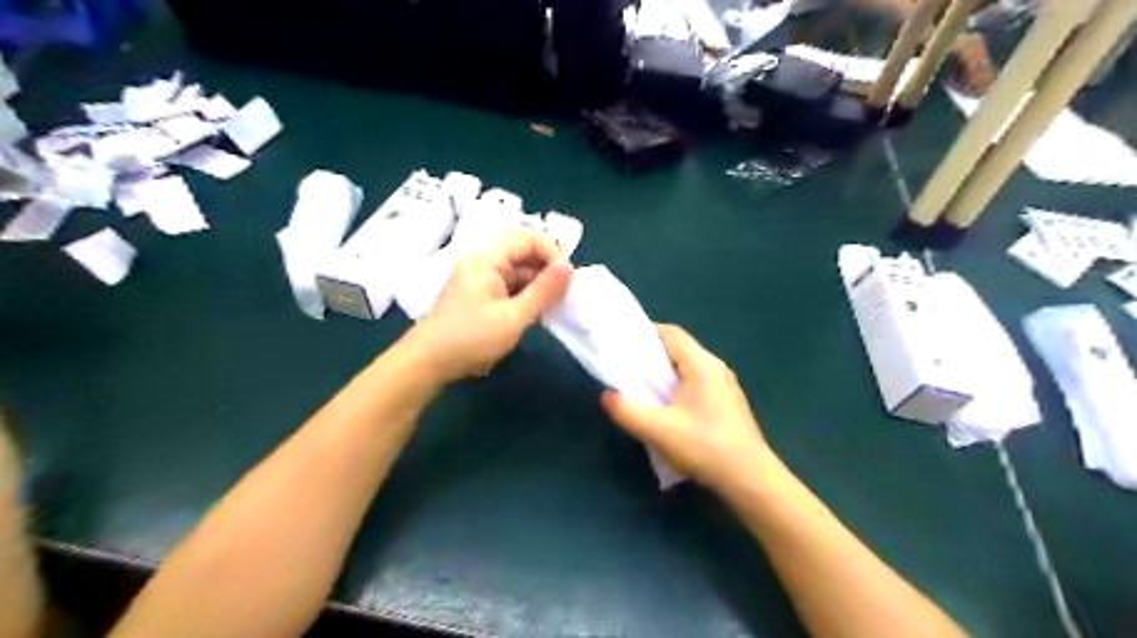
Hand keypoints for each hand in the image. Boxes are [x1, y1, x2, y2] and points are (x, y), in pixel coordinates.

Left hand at [404, 231, 574, 384]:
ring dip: (538, 286)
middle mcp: (483, 261)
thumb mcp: (513, 317)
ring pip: (519, 272)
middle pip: (524, 253)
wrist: (429, 362)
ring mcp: (481, 278)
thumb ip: (543, 291)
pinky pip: (510, 286)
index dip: (552, 254)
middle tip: (563, 297)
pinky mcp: (481, 294)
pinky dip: (526, 296)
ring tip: (553, 308)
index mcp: (488, 258)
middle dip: (547, 271)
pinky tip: (535, 314)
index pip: (529, 239)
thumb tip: (569, 267)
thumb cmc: (471, 338)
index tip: (567, 280)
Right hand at [597, 324, 772, 493]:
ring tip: (641, 388)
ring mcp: (725, 386)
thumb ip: (627, 411)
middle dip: (651, 355)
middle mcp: (716, 368)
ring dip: (664, 373)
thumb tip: (607, 396)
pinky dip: (677, 387)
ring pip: (688, 368)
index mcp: (702, 364)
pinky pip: (697, 383)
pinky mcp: (727, 404)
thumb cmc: (704, 447)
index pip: (671, 333)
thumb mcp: (658, 430)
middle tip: (626, 368)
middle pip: (679, 349)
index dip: (644, 333)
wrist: (750, 480)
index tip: (621, 344)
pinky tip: (667, 408)